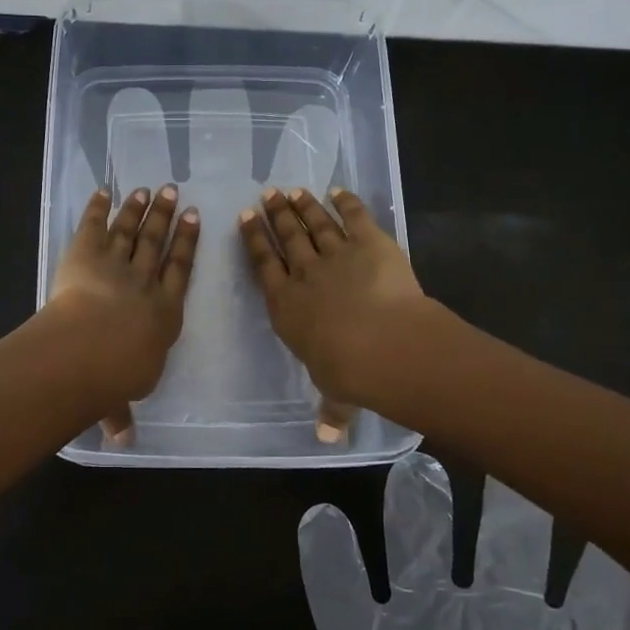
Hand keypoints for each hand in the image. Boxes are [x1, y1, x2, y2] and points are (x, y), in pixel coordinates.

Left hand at [47, 185, 199, 440]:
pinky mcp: (84, 254)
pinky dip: (98, 208)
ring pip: (130, 230)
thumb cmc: (116, 376)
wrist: (90, 350)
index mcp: (164, 312)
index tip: (194, 219)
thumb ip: (121, 412)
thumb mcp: (123, 396)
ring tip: (148, 189)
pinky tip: (104, 191)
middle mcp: (144, 281)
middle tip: (174, 192)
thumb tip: (122, 441)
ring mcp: (115, 264)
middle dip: (166, 217)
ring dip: (139, 209)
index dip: (187, 243)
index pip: (180, 270)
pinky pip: (93, 226)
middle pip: (158, 243)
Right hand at [239, 186, 426, 433]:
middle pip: (286, 238)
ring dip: (303, 206)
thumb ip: (331, 409)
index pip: (264, 266)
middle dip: (275, 216)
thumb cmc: (349, 372)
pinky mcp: (370, 243)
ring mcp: (337, 255)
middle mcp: (305, 275)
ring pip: (315, 224)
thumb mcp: (336, 393)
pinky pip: (355, 217)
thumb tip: (327, 438)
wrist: (384, 344)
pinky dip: (346, 202)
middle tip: (266, 196)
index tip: (245, 219)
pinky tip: (337, 191)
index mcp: (286, 306)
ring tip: (292, 191)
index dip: (254, 241)